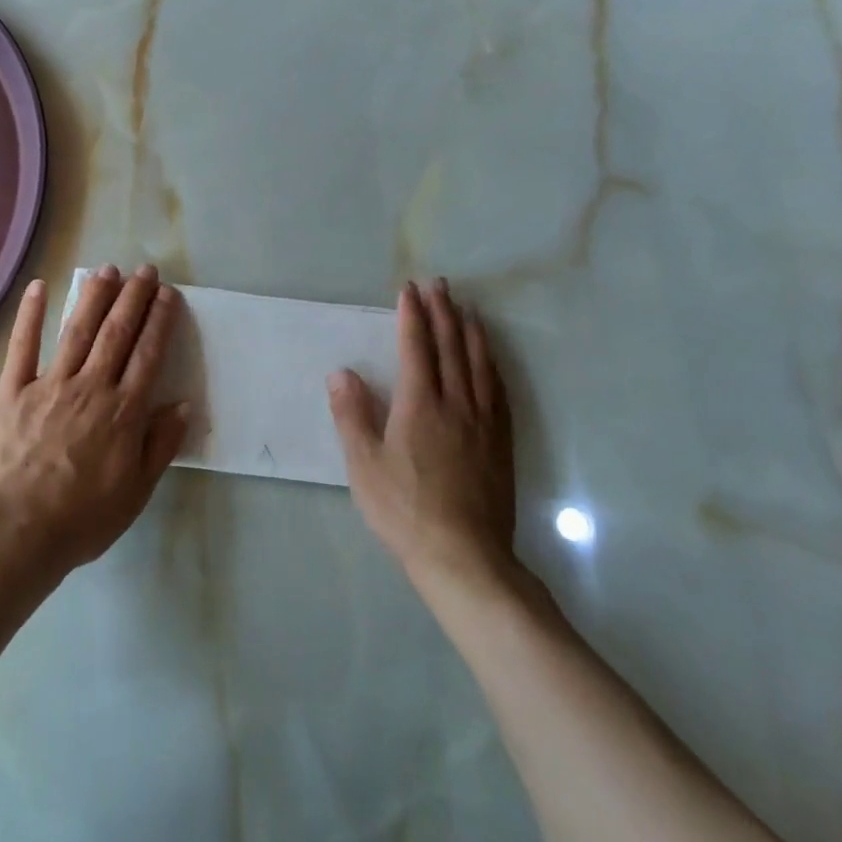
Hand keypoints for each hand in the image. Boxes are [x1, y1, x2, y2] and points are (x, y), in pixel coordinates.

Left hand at [0, 265, 189, 575]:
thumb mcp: (136, 491)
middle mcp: (91, 387)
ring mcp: (50, 385)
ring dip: (94, 297)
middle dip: (133, 298)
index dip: (159, 321)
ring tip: (108, 269)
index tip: (168, 294)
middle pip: (117, 333)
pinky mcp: (12, 390)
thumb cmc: (82, 517)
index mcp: (123, 411)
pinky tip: (39, 287)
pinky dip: (31, 315)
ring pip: (77, 331)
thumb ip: (160, 444)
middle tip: (145, 270)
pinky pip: (22, 346)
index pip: (147, 354)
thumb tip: (182, 404)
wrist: (17, 531)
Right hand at [327, 279, 520, 588]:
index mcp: (419, 405)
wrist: (464, 556)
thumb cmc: (404, 509)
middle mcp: (455, 404)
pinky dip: (493, 366)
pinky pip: (499, 391)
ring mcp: (483, 422)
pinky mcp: (501, 443)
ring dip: (471, 332)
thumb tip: (341, 372)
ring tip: (467, 309)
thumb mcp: (364, 465)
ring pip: (479, 364)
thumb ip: (352, 415)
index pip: (416, 348)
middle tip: (440, 284)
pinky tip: (492, 361)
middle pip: (451, 347)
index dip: (412, 316)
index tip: (410, 289)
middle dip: (443, 312)